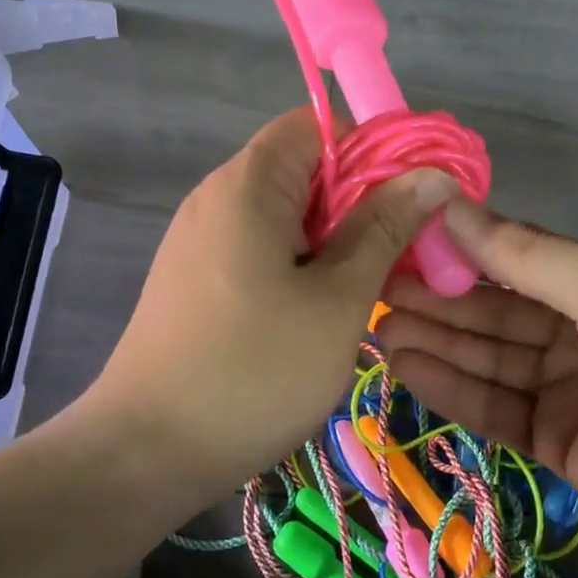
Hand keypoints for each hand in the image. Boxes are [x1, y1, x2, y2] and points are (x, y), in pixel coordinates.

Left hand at [85, 110, 458, 487]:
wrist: (146, 451)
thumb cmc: (255, 370)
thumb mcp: (338, 299)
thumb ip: (386, 228)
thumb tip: (432, 174)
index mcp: (248, 184)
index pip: (317, 125)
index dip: (371, 150)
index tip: (410, 201)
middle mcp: (216, 196)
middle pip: (301, 169)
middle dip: (358, 203)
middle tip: (398, 256)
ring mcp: (199, 239)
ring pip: (283, 214)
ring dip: (331, 240)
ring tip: (362, 292)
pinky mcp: (193, 277)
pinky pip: (257, 248)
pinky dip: (297, 264)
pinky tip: (315, 314)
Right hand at [377, 200, 577, 577]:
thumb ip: (526, 253)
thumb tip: (449, 204)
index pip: (513, 258)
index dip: (456, 250)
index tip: (397, 242)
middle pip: (493, 310)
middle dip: (435, 299)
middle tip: (370, 290)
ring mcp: (569, 389)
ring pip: (487, 358)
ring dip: (434, 342)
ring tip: (375, 329)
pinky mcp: (558, 443)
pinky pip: (495, 409)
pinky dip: (451, 389)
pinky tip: (405, 369)